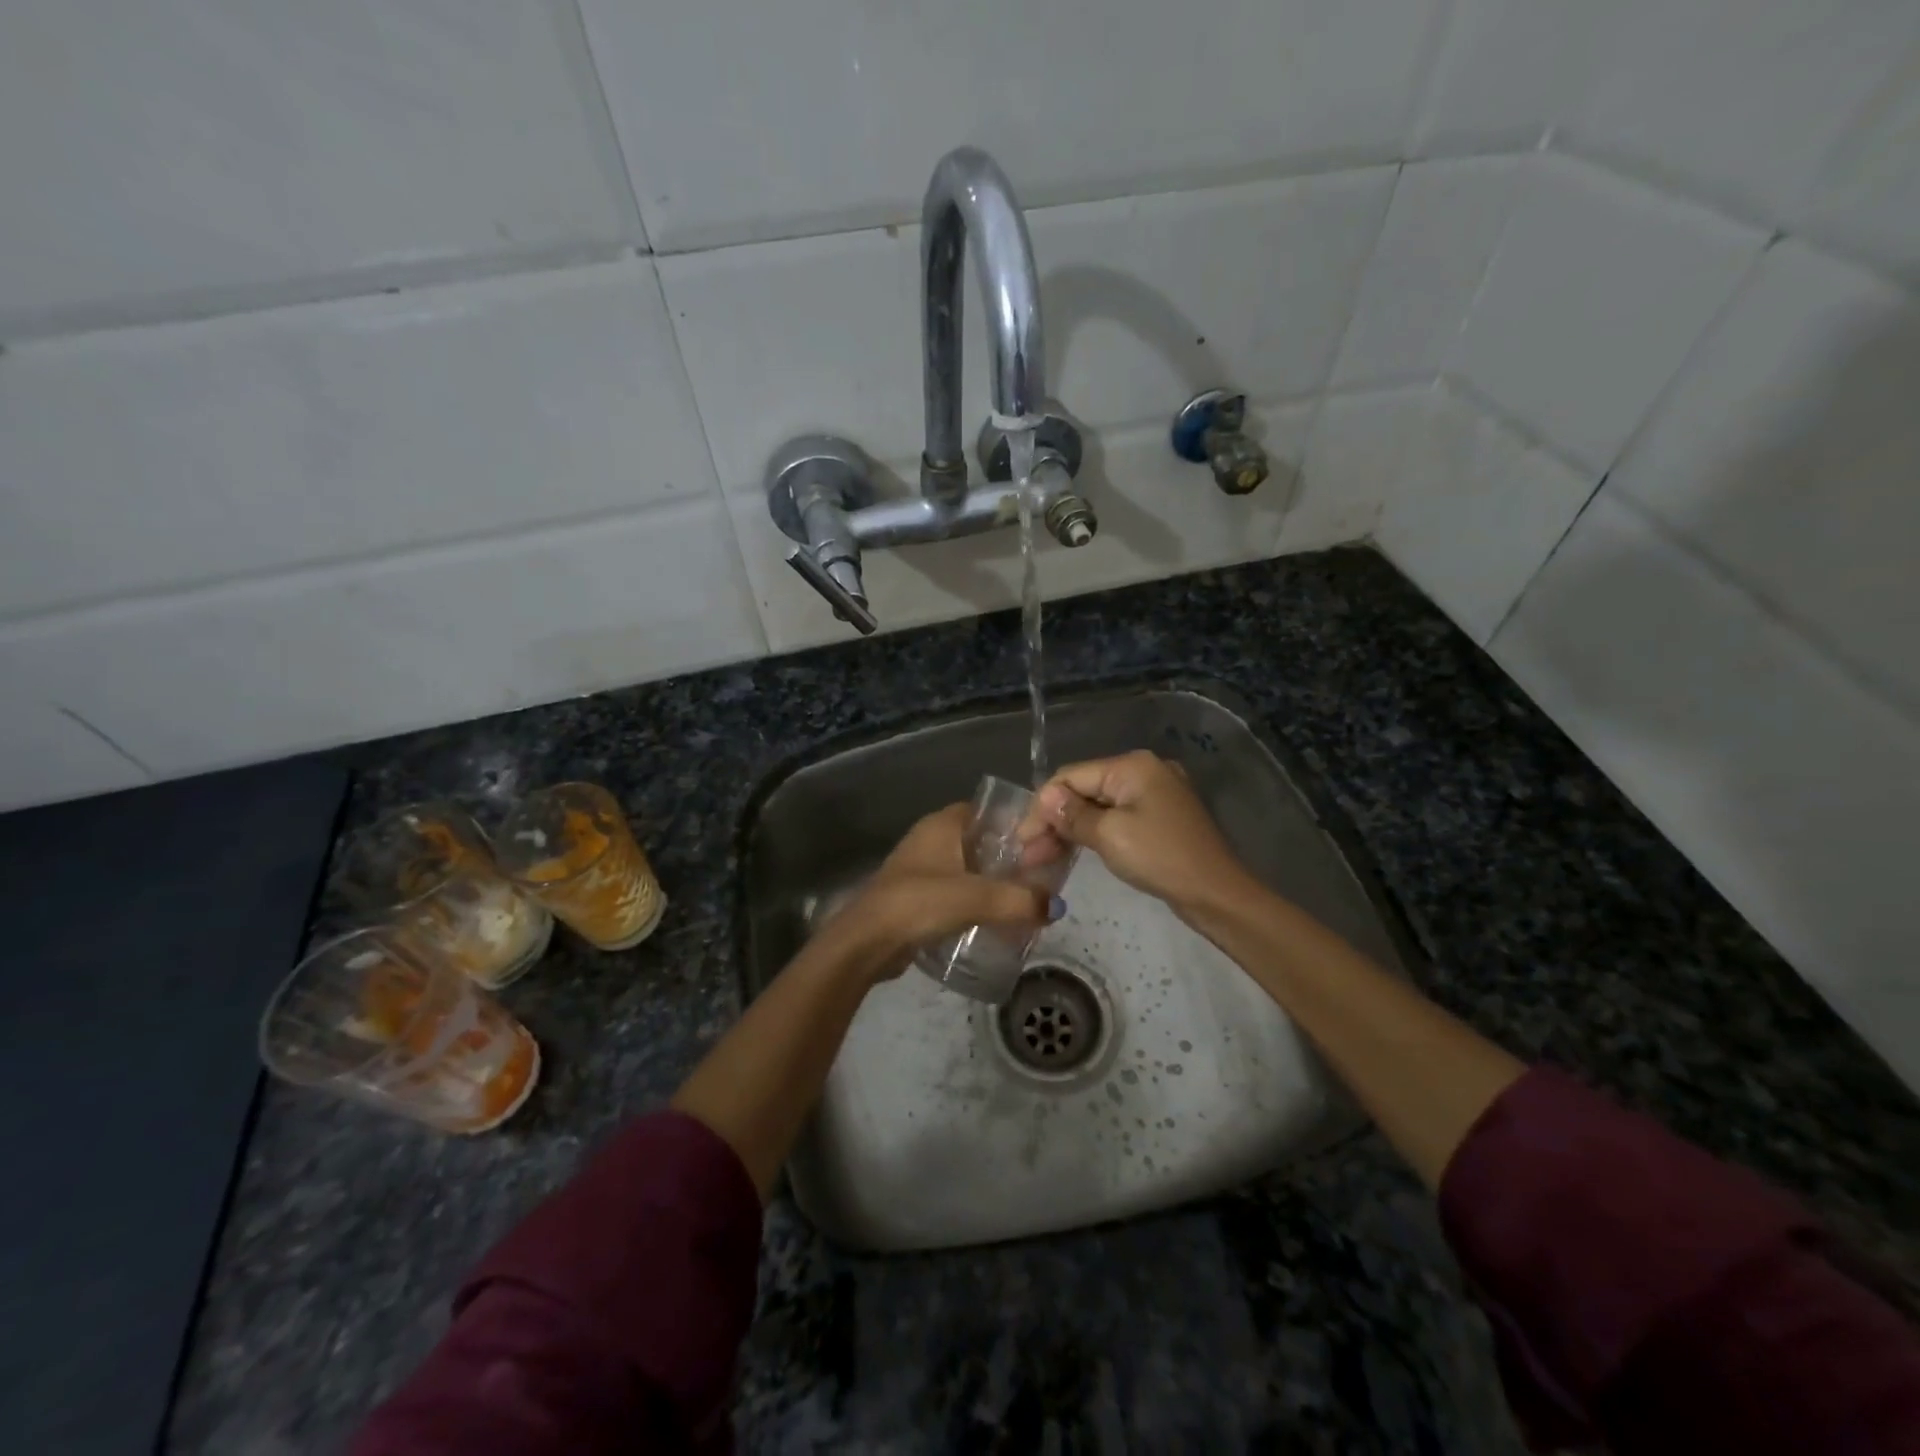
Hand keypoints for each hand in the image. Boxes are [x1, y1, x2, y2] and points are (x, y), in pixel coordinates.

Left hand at [830, 804, 1058, 982]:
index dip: (1015, 823)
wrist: (867, 942)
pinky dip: (975, 900)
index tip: (1043, 842)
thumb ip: (1021, 900)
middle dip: (1009, 857)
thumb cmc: (920, 903)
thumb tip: (1057, 905)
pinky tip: (995, 919)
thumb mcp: (977, 897)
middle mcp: (931, 839)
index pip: (987, 810)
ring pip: (968, 868)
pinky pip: (955, 891)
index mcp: (942, 824)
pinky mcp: (916, 896)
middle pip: (980, 841)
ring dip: (992, 881)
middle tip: (1040, 876)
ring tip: (1024, 899)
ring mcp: (921, 868)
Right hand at [1018, 751, 1252, 917]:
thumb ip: (1073, 815)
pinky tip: (1072, 850)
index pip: (1071, 776)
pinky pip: (1116, 818)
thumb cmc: (1161, 858)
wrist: (1217, 893)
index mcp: (1132, 766)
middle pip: (1084, 789)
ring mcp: (1154, 794)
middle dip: (1053, 820)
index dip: (1042, 806)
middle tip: (1028, 854)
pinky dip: (1092, 833)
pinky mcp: (1159, 817)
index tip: (1021, 839)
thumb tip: (1045, 797)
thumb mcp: (1110, 835)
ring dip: (1069, 829)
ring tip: (1041, 858)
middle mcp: (1143, 770)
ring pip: (1098, 806)